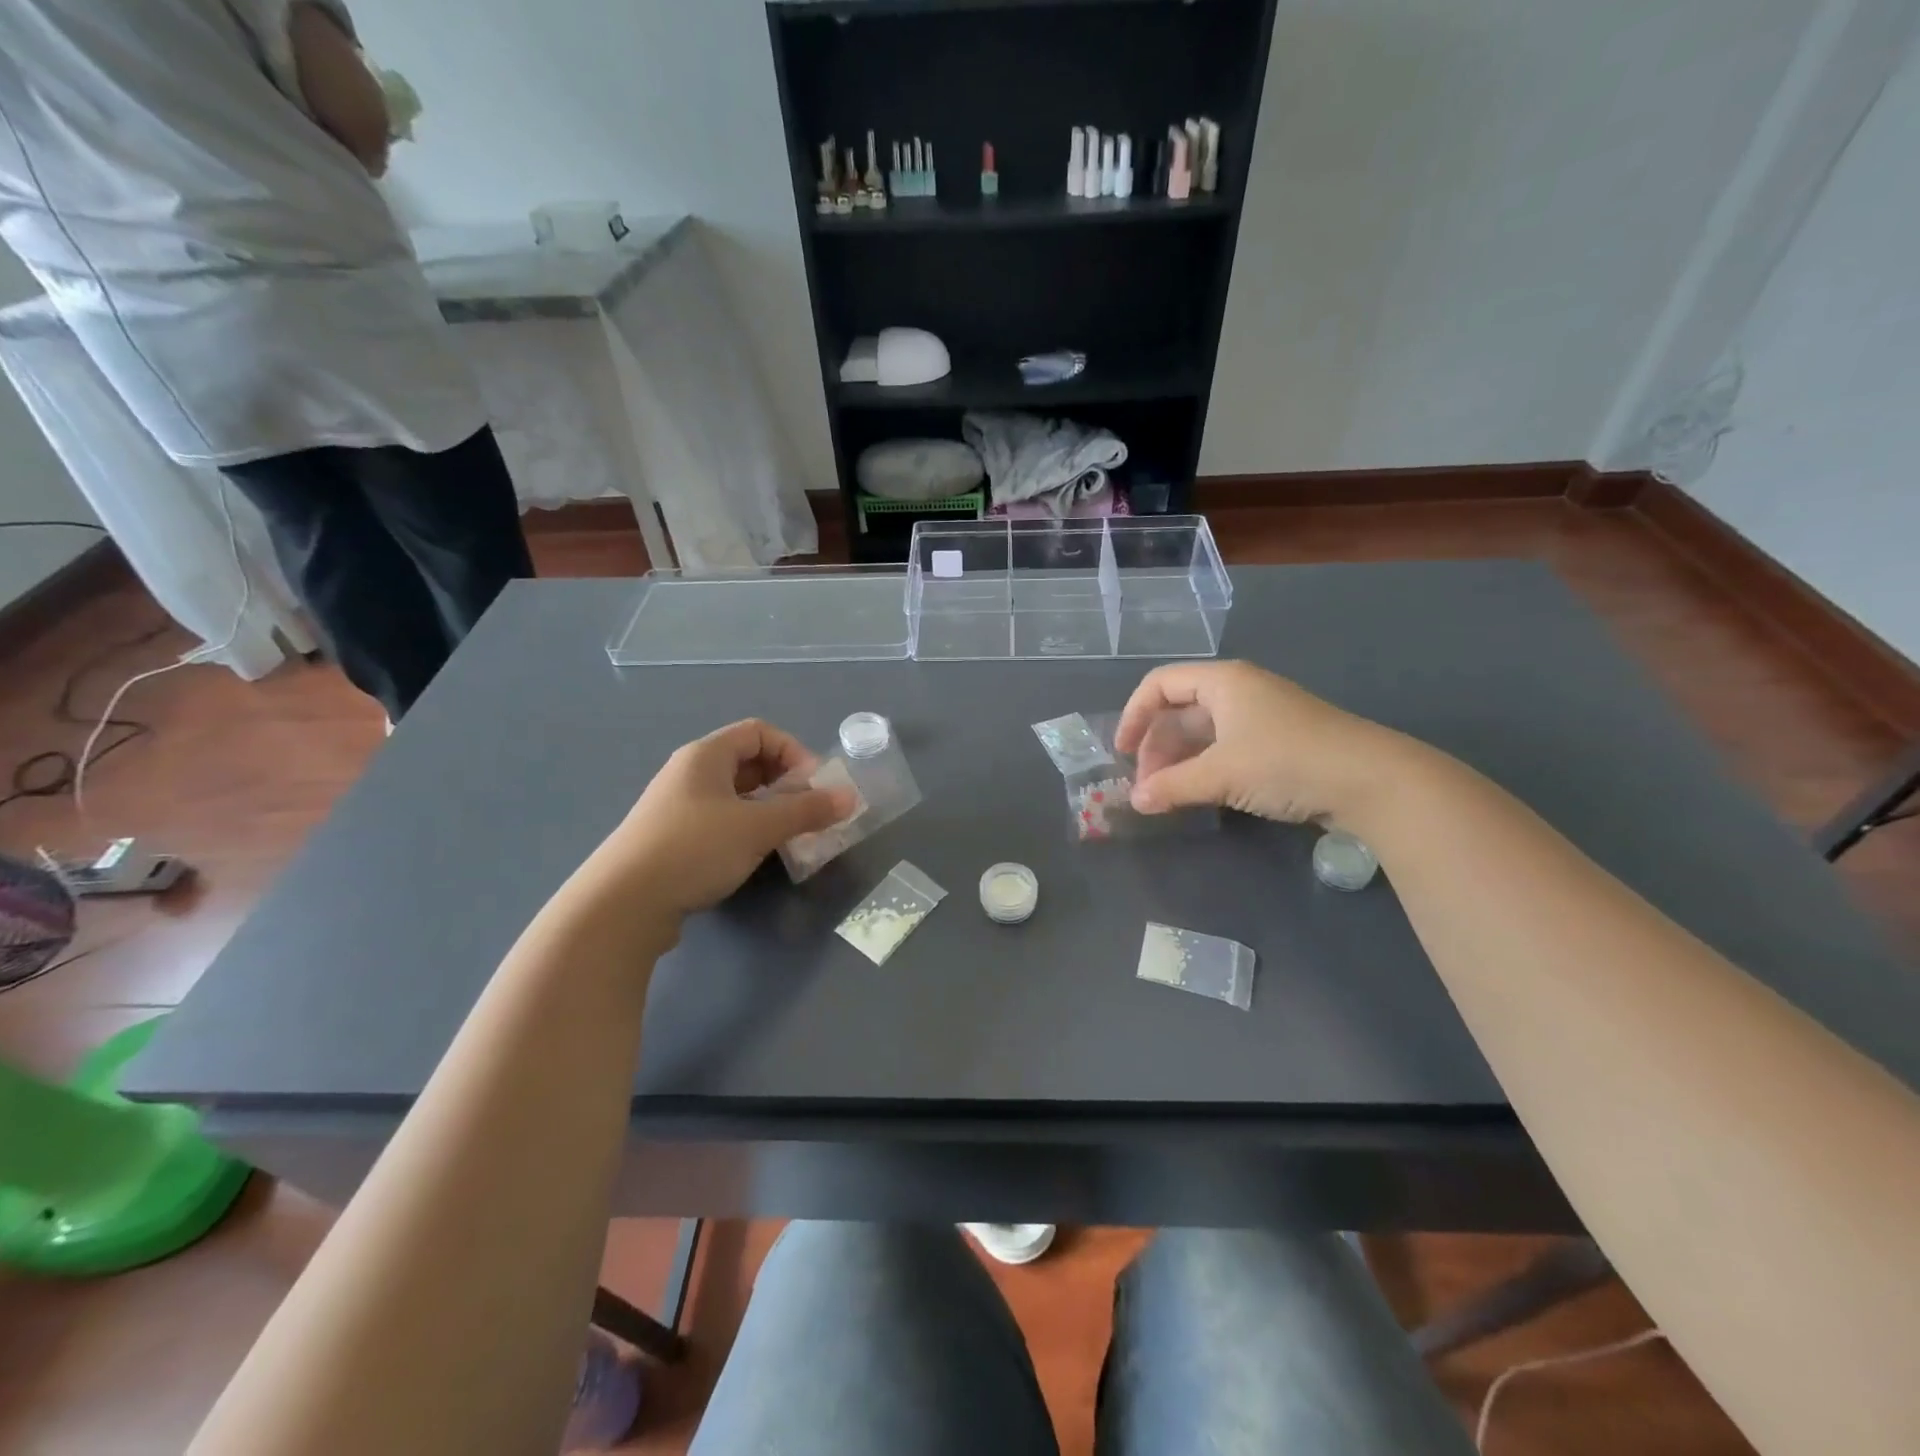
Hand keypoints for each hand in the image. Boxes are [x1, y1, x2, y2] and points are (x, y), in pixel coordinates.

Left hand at [585, 720, 858, 917]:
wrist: (623, 904)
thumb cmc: (694, 849)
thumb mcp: (759, 827)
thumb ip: (807, 810)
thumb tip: (850, 797)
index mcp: (706, 755)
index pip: (759, 732)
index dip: (793, 751)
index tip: (813, 785)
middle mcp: (689, 773)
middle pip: (748, 762)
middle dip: (784, 782)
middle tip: (806, 811)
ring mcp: (677, 807)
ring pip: (734, 795)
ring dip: (767, 809)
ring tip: (788, 836)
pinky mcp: (671, 838)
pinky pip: (719, 820)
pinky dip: (745, 829)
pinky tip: (754, 855)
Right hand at [1115, 661, 1404, 823]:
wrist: (1370, 780)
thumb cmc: (1285, 761)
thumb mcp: (1221, 774)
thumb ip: (1172, 786)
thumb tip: (1135, 802)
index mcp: (1222, 682)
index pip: (1159, 685)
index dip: (1134, 716)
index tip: (1121, 753)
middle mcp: (1239, 691)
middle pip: (1180, 711)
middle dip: (1156, 747)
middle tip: (1146, 785)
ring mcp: (1261, 716)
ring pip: (1203, 733)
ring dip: (1179, 762)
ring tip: (1167, 795)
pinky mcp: (1278, 742)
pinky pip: (1226, 748)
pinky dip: (1205, 768)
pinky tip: (1200, 795)